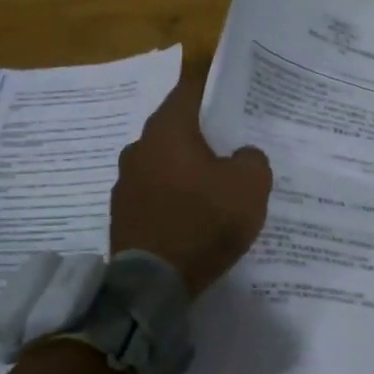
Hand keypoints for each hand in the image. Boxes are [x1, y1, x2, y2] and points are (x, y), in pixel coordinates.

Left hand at [111, 69, 271, 297]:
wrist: (154, 284)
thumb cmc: (204, 221)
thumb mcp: (250, 185)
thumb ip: (252, 159)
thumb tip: (241, 155)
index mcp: (167, 130)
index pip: (189, 91)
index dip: (211, 89)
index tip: (230, 93)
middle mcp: (138, 148)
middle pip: (174, 129)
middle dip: (200, 135)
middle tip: (228, 145)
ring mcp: (124, 183)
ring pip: (162, 163)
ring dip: (183, 170)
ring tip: (211, 186)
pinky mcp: (121, 215)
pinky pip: (154, 194)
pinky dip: (172, 198)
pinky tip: (191, 215)